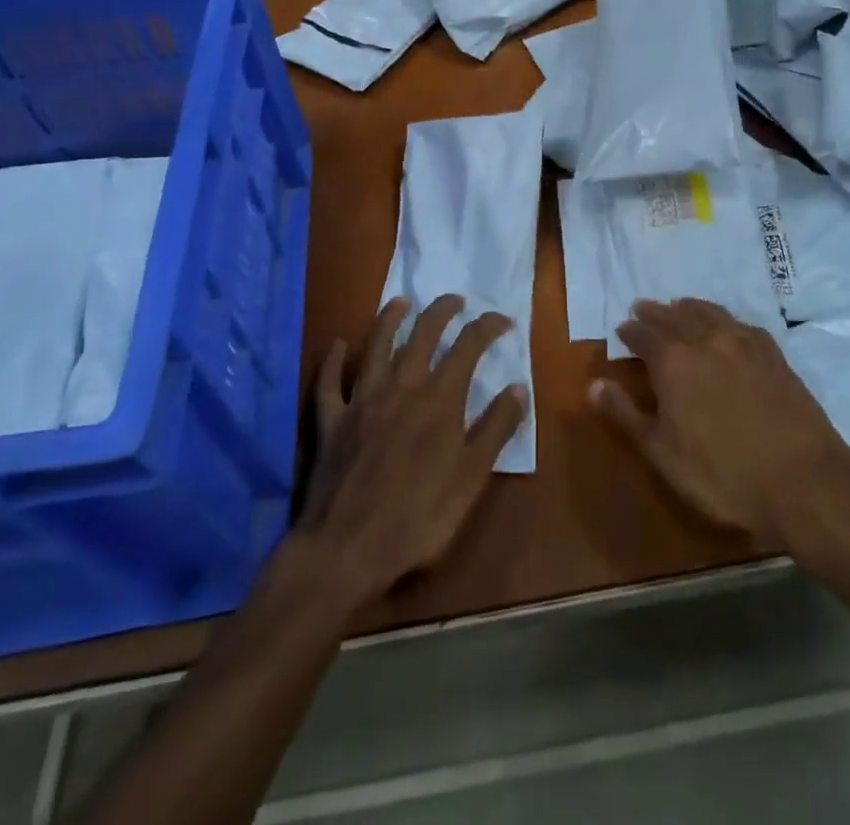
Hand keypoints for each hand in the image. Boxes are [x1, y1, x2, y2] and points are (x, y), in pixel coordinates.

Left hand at [298, 295, 527, 604]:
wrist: (346, 549)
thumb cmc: (419, 518)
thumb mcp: (471, 478)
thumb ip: (496, 429)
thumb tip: (519, 387)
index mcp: (439, 399)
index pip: (468, 346)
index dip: (487, 327)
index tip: (503, 320)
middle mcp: (401, 387)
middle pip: (423, 335)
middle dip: (441, 311)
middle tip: (455, 299)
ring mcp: (362, 401)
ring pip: (377, 347)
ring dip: (389, 320)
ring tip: (400, 302)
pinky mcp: (331, 420)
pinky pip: (330, 382)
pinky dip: (334, 361)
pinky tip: (338, 346)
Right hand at [593, 298, 849, 549]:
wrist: (804, 483)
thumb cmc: (723, 475)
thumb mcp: (662, 454)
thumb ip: (626, 415)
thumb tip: (594, 384)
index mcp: (674, 362)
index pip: (644, 336)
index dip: (631, 331)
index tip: (622, 328)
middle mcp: (706, 341)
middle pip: (675, 317)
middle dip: (655, 312)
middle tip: (643, 307)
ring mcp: (744, 345)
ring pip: (710, 314)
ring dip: (690, 307)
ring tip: (680, 305)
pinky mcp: (774, 356)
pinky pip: (742, 325)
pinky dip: (725, 318)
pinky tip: (727, 325)